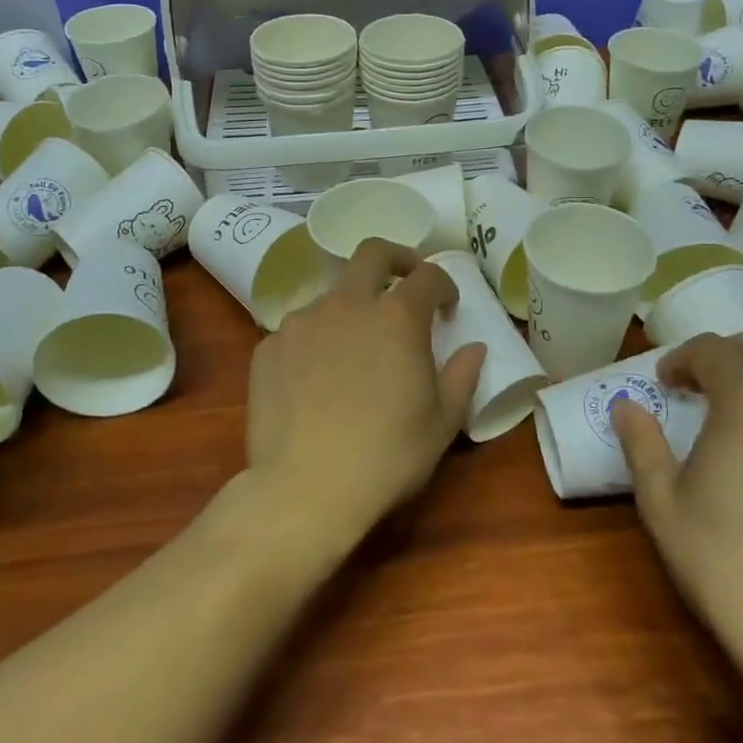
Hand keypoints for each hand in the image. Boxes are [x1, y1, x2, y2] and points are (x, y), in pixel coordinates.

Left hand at [244, 239, 485, 551]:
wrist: (306, 489)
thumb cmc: (387, 456)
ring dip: (351, 309)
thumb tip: (474, 349)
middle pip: (372, 253)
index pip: (427, 276)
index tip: (448, 307)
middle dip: (395, 258)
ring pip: (331, 296)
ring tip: (354, 350)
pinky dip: (314, 342)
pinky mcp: (268, 347)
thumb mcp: (442, 422)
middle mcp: (347, 304)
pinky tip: (314, 380)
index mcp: (397, 317)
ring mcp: (302, 322)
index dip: (444, 285)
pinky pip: (298, 331)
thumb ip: (462, 376)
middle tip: (404, 280)